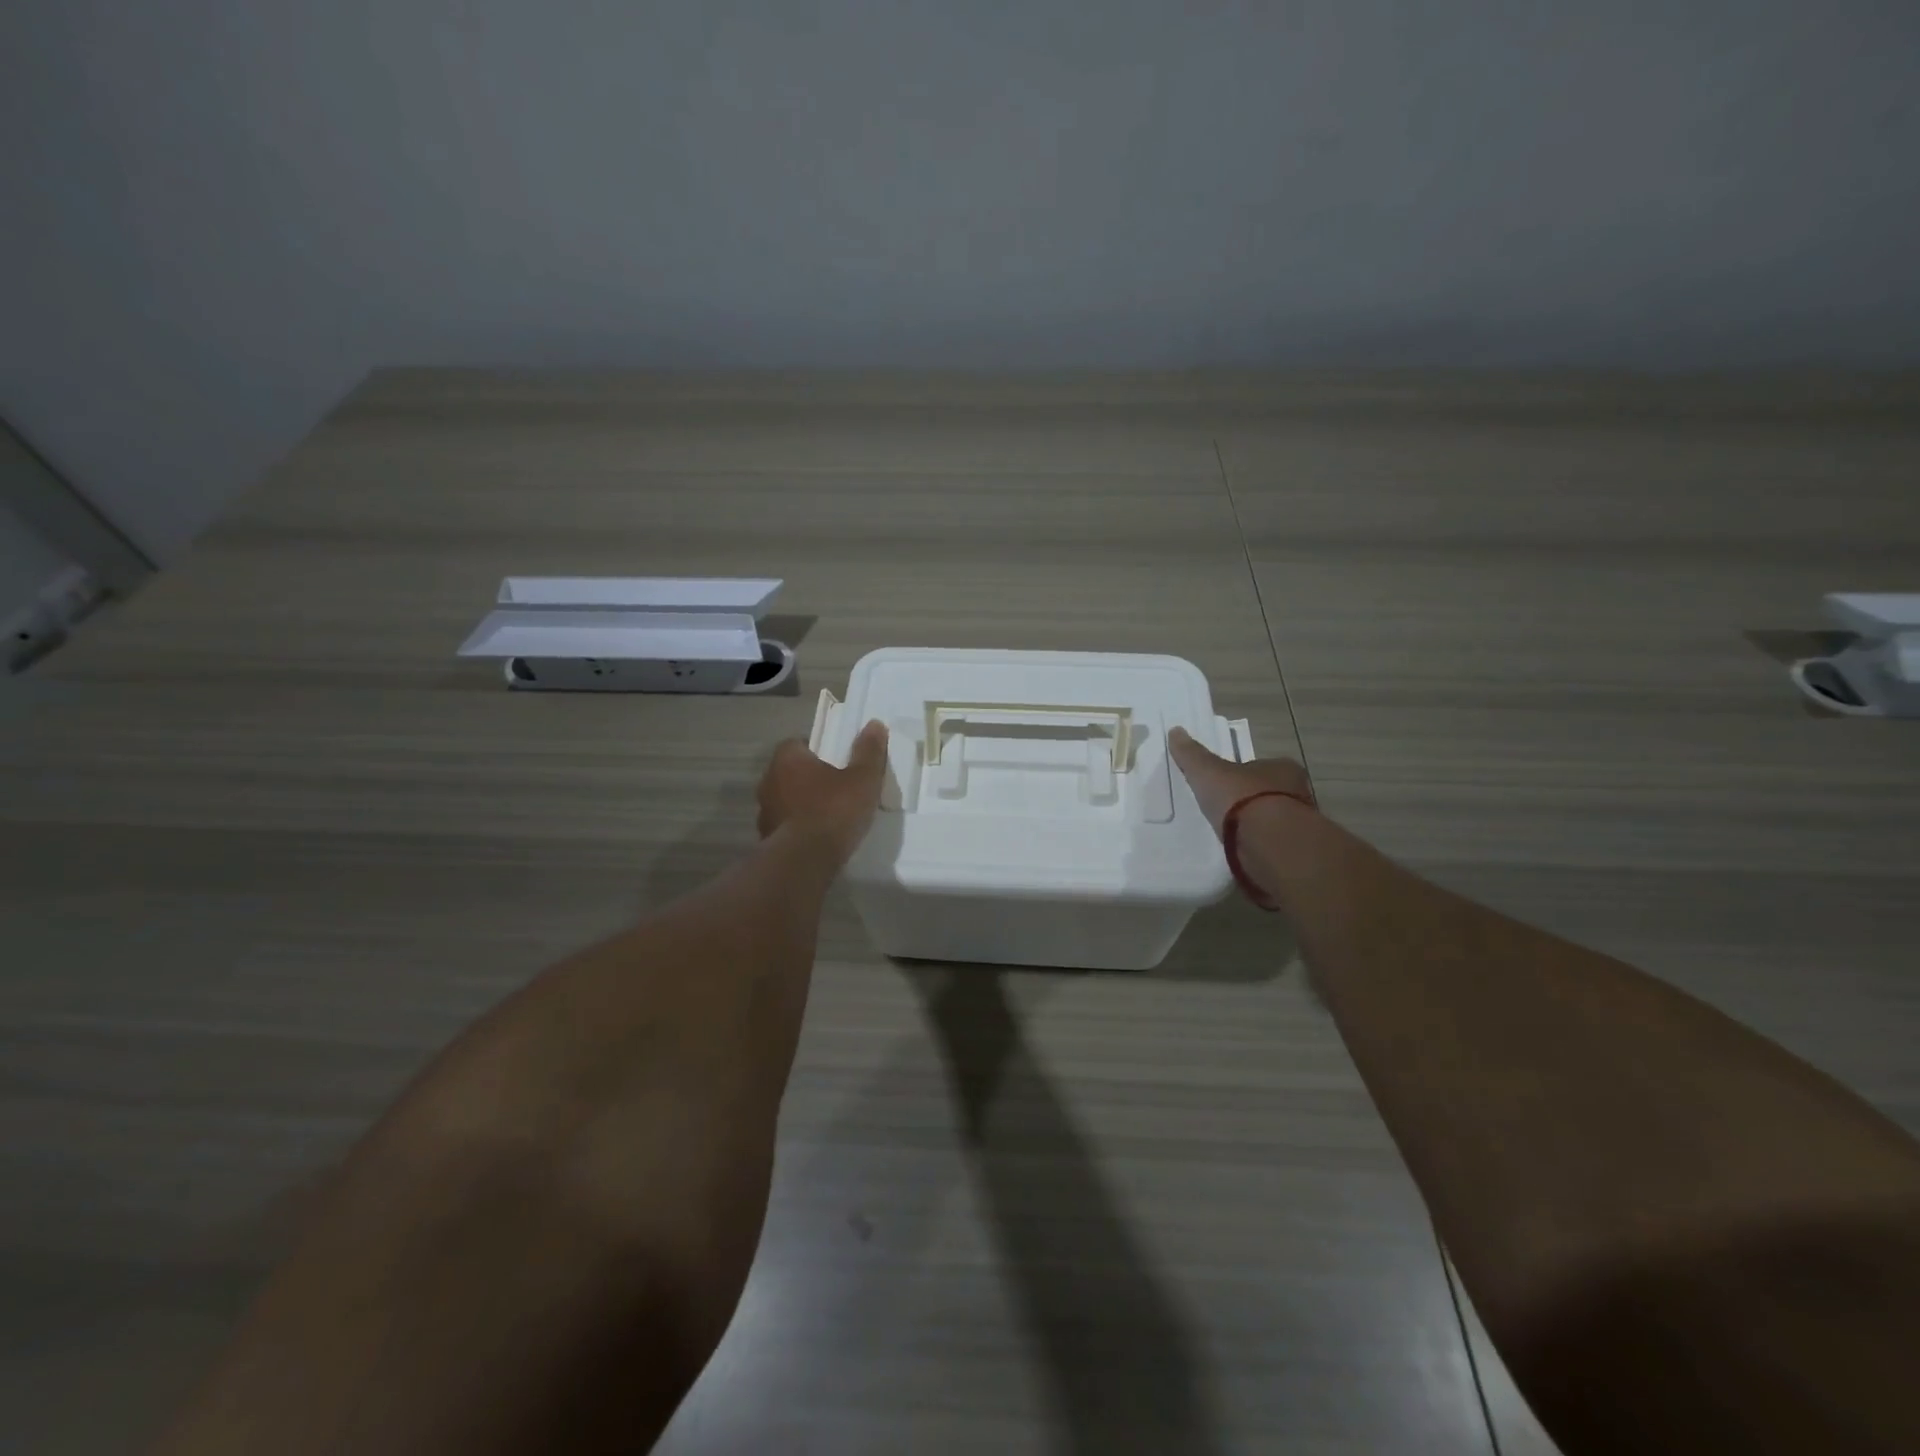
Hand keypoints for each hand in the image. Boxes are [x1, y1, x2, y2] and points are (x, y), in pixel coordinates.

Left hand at [756, 720, 888, 863]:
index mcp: (787, 759)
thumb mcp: (862, 779)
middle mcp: (769, 781)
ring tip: (829, 816)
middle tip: (837, 788)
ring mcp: (764, 812)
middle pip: (791, 772)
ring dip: (802, 804)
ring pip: (786, 800)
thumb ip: (868, 751)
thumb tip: (875, 724)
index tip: (837, 762)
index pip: (797, 744)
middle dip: (810, 778)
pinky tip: (818, 838)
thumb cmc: (834, 810)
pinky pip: (786, 826)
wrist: (805, 861)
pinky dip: (799, 828)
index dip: (817, 750)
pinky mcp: (766, 839)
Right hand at [1167, 726, 1315, 839]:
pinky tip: (1241, 851)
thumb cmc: (1241, 798)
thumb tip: (1176, 731)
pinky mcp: (1294, 850)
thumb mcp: (1208, 772)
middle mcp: (1298, 792)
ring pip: (1274, 820)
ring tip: (1230, 834)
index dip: (1241, 774)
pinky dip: (1258, 846)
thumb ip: (1192, 755)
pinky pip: (1272, 844)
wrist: (1268, 842)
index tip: (1224, 785)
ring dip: (1256, 826)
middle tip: (1225, 811)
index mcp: (1282, 767)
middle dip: (1250, 801)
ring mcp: (1299, 823)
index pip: (1259, 767)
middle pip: (1269, 793)